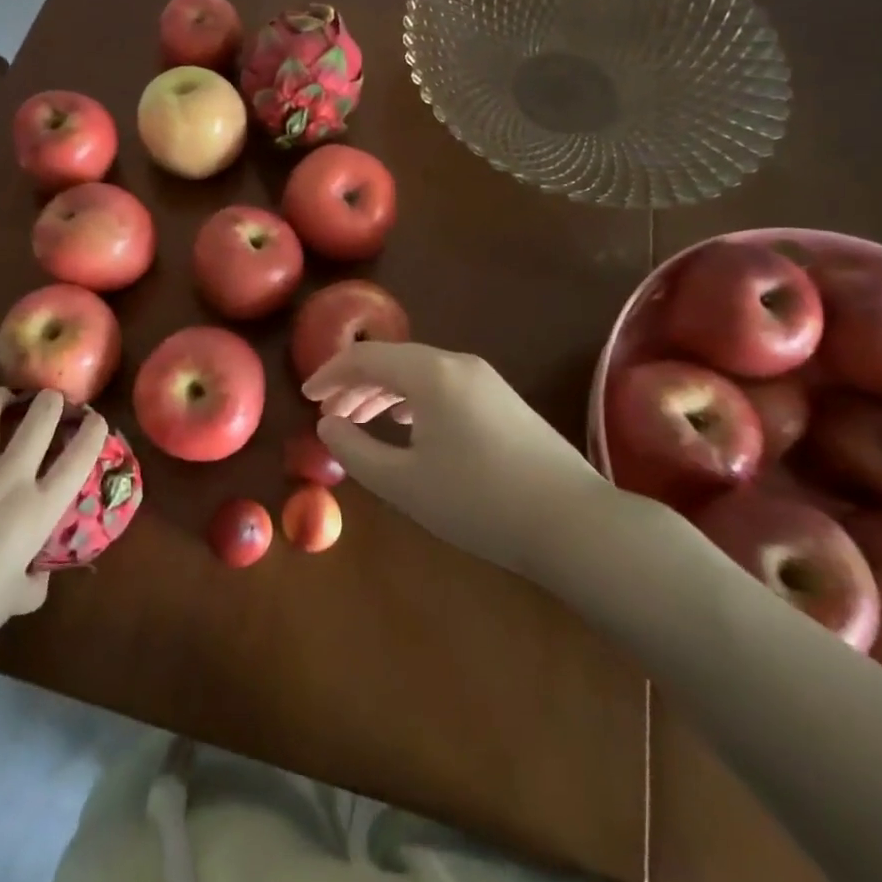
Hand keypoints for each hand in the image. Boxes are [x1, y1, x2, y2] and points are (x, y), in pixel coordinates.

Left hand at [0, 387, 108, 651]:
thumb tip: (38, 569)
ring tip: (3, 401)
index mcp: (39, 508)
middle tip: (50, 403)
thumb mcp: (22, 597)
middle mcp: (9, 475)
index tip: (95, 421)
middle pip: (42, 413)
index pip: (81, 454)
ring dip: (2, 397)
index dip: (94, 430)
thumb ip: (37, 578)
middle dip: (52, 400)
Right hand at [303, 342, 609, 571]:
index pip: (365, 358)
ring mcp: (486, 380)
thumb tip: (328, 425)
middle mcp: (457, 363)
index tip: (306, 397)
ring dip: (383, 392)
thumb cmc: (479, 501)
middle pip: (392, 361)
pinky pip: (443, 385)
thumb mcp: (404, 483)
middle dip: (355, 385)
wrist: (575, 523)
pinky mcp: (504, 400)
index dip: (330, 374)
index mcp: (430, 374)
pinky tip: (408, 425)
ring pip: (418, 373)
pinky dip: (413, 399)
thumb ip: (356, 450)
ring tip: (362, 420)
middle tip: (330, 415)